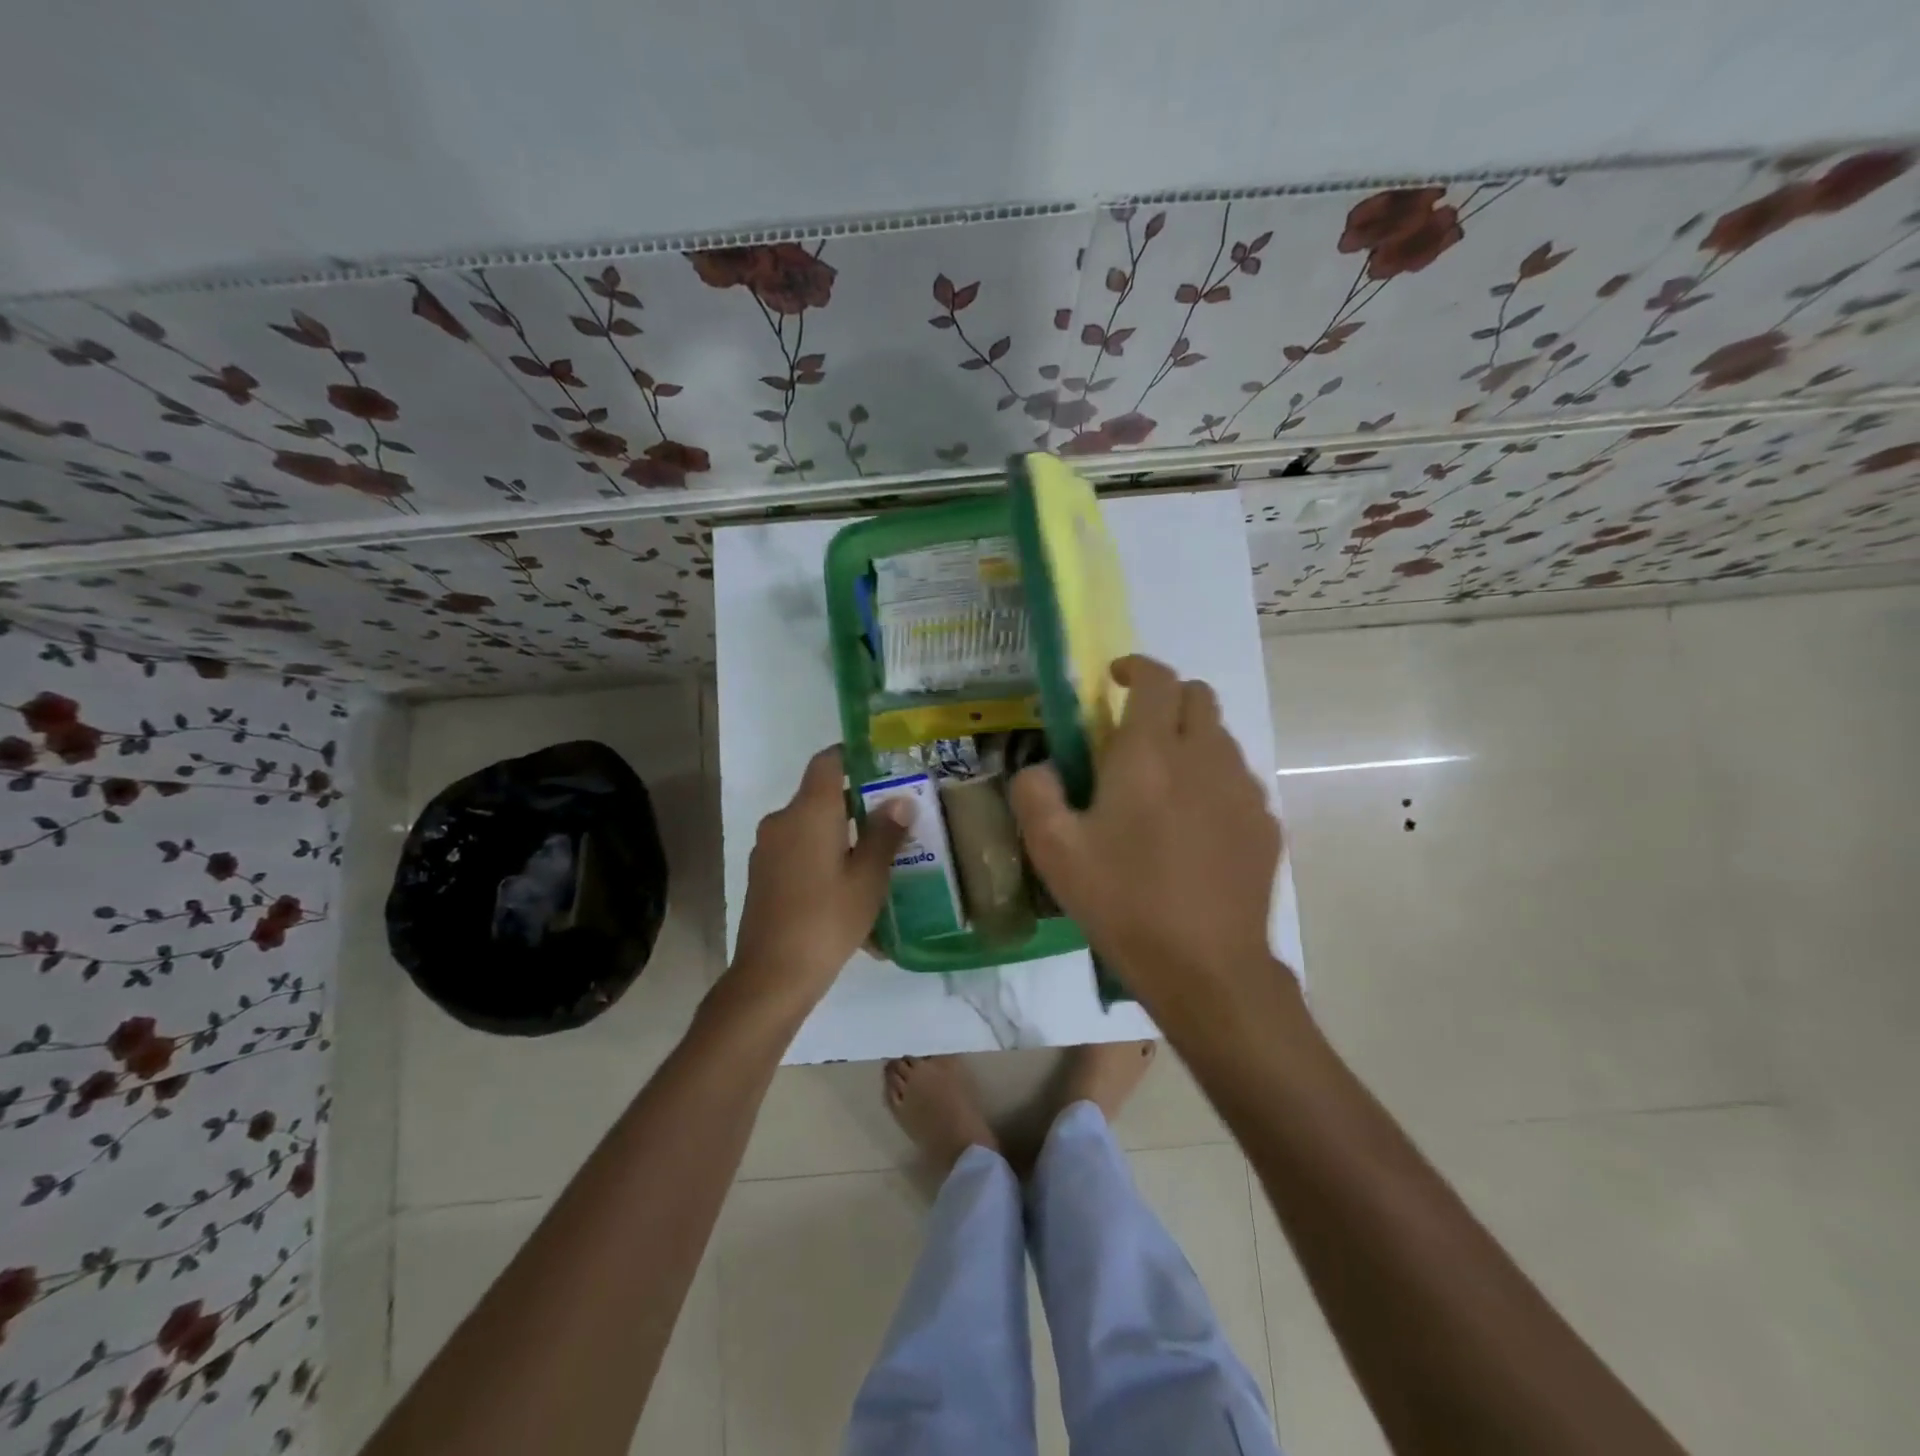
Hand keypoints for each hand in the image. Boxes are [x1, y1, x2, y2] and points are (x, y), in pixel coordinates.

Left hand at [726, 746, 908, 1021]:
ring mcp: (768, 849)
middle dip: (857, 805)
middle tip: (894, 820)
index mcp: (809, 811)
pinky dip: (824, 861)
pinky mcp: (762, 876)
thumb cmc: (827, 919)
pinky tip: (849, 892)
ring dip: (841, 837)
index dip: (854, 756)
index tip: (883, 767)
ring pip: (811, 829)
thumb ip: (885, 834)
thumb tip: (900, 799)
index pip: (828, 761)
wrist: (771, 976)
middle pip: (821, 797)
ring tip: (877, 861)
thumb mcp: (868, 878)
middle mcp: (782, 821)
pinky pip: (799, 854)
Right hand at [1009, 655, 1285, 1014]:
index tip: (1114, 679)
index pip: (1157, 678)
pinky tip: (1193, 830)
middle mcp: (1205, 757)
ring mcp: (1244, 790)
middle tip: (1135, 734)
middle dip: (1167, 699)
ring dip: (1191, 741)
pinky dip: (1213, 783)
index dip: (1136, 667)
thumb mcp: (1053, 851)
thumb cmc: (1124, 902)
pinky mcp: (1266, 825)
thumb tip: (1040, 768)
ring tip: (1162, 787)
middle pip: (1199, 696)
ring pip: (1221, 738)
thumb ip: (1035, 793)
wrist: (1207, 968)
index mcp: (1151, 753)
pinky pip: (1238, 782)